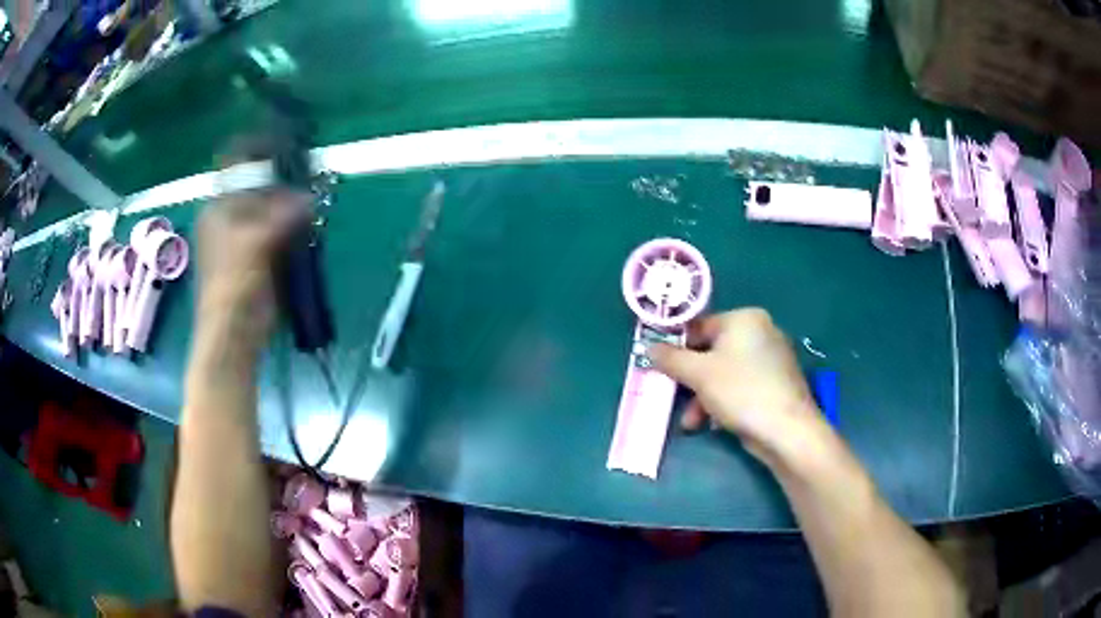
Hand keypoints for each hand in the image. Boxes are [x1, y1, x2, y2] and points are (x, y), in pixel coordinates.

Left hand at [196, 189, 308, 345]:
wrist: (234, 328)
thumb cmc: (236, 278)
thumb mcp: (260, 238)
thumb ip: (285, 213)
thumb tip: (309, 198)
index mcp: (218, 211)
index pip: (247, 183)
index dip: (272, 180)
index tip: (298, 178)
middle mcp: (227, 224)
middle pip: (259, 202)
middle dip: (284, 201)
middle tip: (309, 198)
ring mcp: (240, 245)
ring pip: (269, 223)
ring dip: (288, 221)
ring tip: (310, 216)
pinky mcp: (254, 265)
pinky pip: (275, 243)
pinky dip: (289, 240)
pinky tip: (305, 237)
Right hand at [649, 308, 829, 468]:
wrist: (787, 429)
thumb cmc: (741, 391)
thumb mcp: (698, 374)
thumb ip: (670, 358)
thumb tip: (648, 346)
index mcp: (745, 319)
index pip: (700, 326)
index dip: (678, 348)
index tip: (661, 369)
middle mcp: (761, 332)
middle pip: (712, 352)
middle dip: (691, 380)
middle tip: (674, 397)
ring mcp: (771, 358)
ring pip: (725, 373)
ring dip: (703, 397)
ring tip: (691, 423)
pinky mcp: (776, 383)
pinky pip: (741, 386)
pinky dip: (724, 401)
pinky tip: (715, 423)